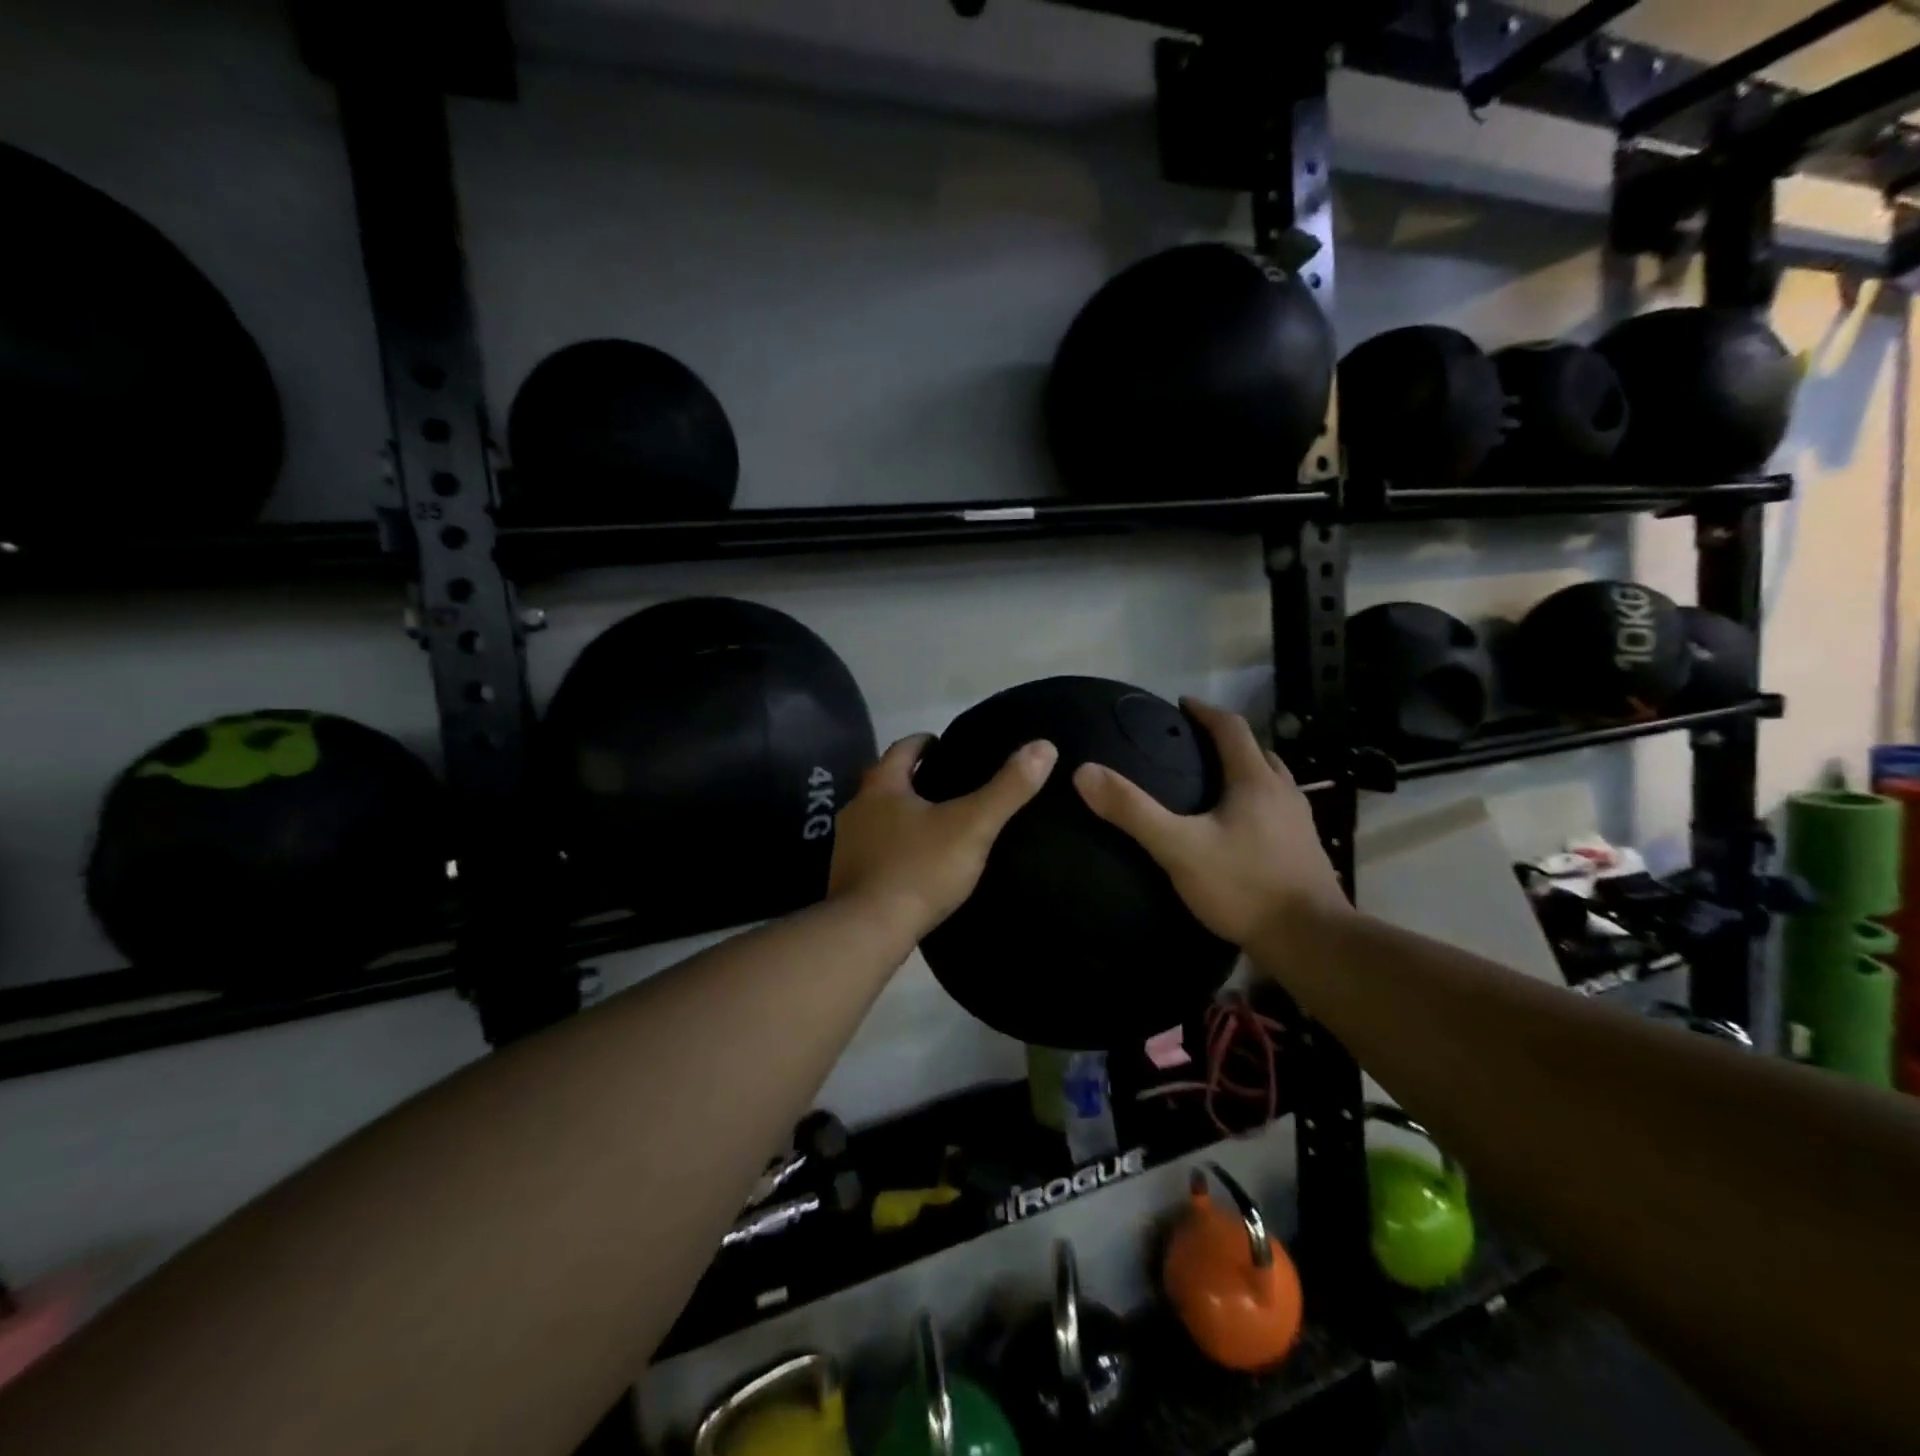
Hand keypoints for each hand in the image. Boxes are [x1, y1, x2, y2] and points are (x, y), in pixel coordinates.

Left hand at [830, 734, 1057, 938]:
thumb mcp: (973, 826)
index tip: (944, 745)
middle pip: (886, 782)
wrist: (869, 930)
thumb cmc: (920, 869)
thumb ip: (1008, 788)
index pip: (902, 749)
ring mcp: (847, 845)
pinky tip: (915, 861)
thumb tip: (1044, 747)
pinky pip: (875, 850)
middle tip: (946, 783)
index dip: (925, 743)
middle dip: (912, 778)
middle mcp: (858, 808)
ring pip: (877, 817)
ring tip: (935, 822)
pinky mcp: (847, 877)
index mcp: (881, 787)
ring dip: (901, 814)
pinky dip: (894, 846)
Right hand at [1072, 699, 1346, 948]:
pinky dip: (1255, 804)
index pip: (1231, 728)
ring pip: (1271, 782)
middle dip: (1226, 741)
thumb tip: (1084, 772)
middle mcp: (1283, 793)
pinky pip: (1277, 811)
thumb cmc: (1243, 886)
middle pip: (1256, 752)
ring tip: (1214, 784)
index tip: (1181, 704)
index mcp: (1255, 780)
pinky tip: (1238, 830)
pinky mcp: (1304, 851)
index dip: (1205, 711)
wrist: (1309, 940)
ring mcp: (1299, 823)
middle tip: (1194, 746)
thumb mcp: (1179, 848)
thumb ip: (1133, 811)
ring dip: (1245, 772)